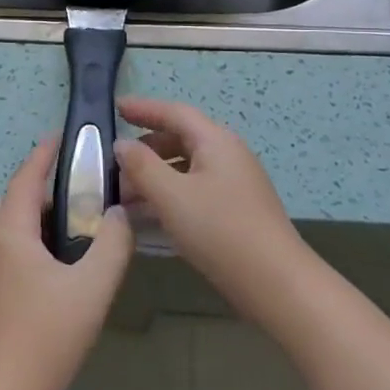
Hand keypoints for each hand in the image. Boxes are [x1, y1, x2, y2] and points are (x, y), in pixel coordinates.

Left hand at [0, 138, 133, 389]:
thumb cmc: (44, 340)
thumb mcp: (92, 290)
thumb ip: (112, 244)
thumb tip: (117, 214)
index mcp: (7, 233)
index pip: (25, 178)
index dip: (44, 154)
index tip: (62, 136)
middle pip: (10, 201)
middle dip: (39, 189)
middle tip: (76, 192)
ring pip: (2, 229)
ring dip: (29, 218)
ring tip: (67, 229)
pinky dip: (20, 243)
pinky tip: (46, 268)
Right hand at [114, 97, 316, 325]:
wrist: (275, 282)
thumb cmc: (220, 230)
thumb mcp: (171, 196)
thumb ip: (142, 166)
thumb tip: (122, 144)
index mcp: (216, 141)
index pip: (174, 113)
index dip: (143, 108)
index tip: (115, 107)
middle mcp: (228, 154)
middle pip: (181, 138)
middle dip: (146, 148)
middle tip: (114, 162)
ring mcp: (235, 183)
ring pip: (187, 167)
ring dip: (155, 175)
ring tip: (124, 194)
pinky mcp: (236, 209)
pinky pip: (195, 189)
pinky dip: (170, 194)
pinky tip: (150, 215)